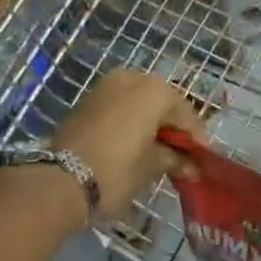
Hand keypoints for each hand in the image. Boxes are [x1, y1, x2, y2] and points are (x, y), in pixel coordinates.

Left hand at [52, 70, 204, 219]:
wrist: (59, 181)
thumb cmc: (116, 170)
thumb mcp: (151, 166)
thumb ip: (174, 160)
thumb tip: (191, 167)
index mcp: (154, 90)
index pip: (185, 114)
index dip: (196, 138)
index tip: (201, 160)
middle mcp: (132, 79)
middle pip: (163, 103)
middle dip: (172, 128)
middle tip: (180, 155)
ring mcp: (106, 87)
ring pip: (140, 103)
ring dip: (151, 124)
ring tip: (157, 152)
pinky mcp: (87, 101)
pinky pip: (120, 107)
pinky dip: (131, 122)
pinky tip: (135, 145)